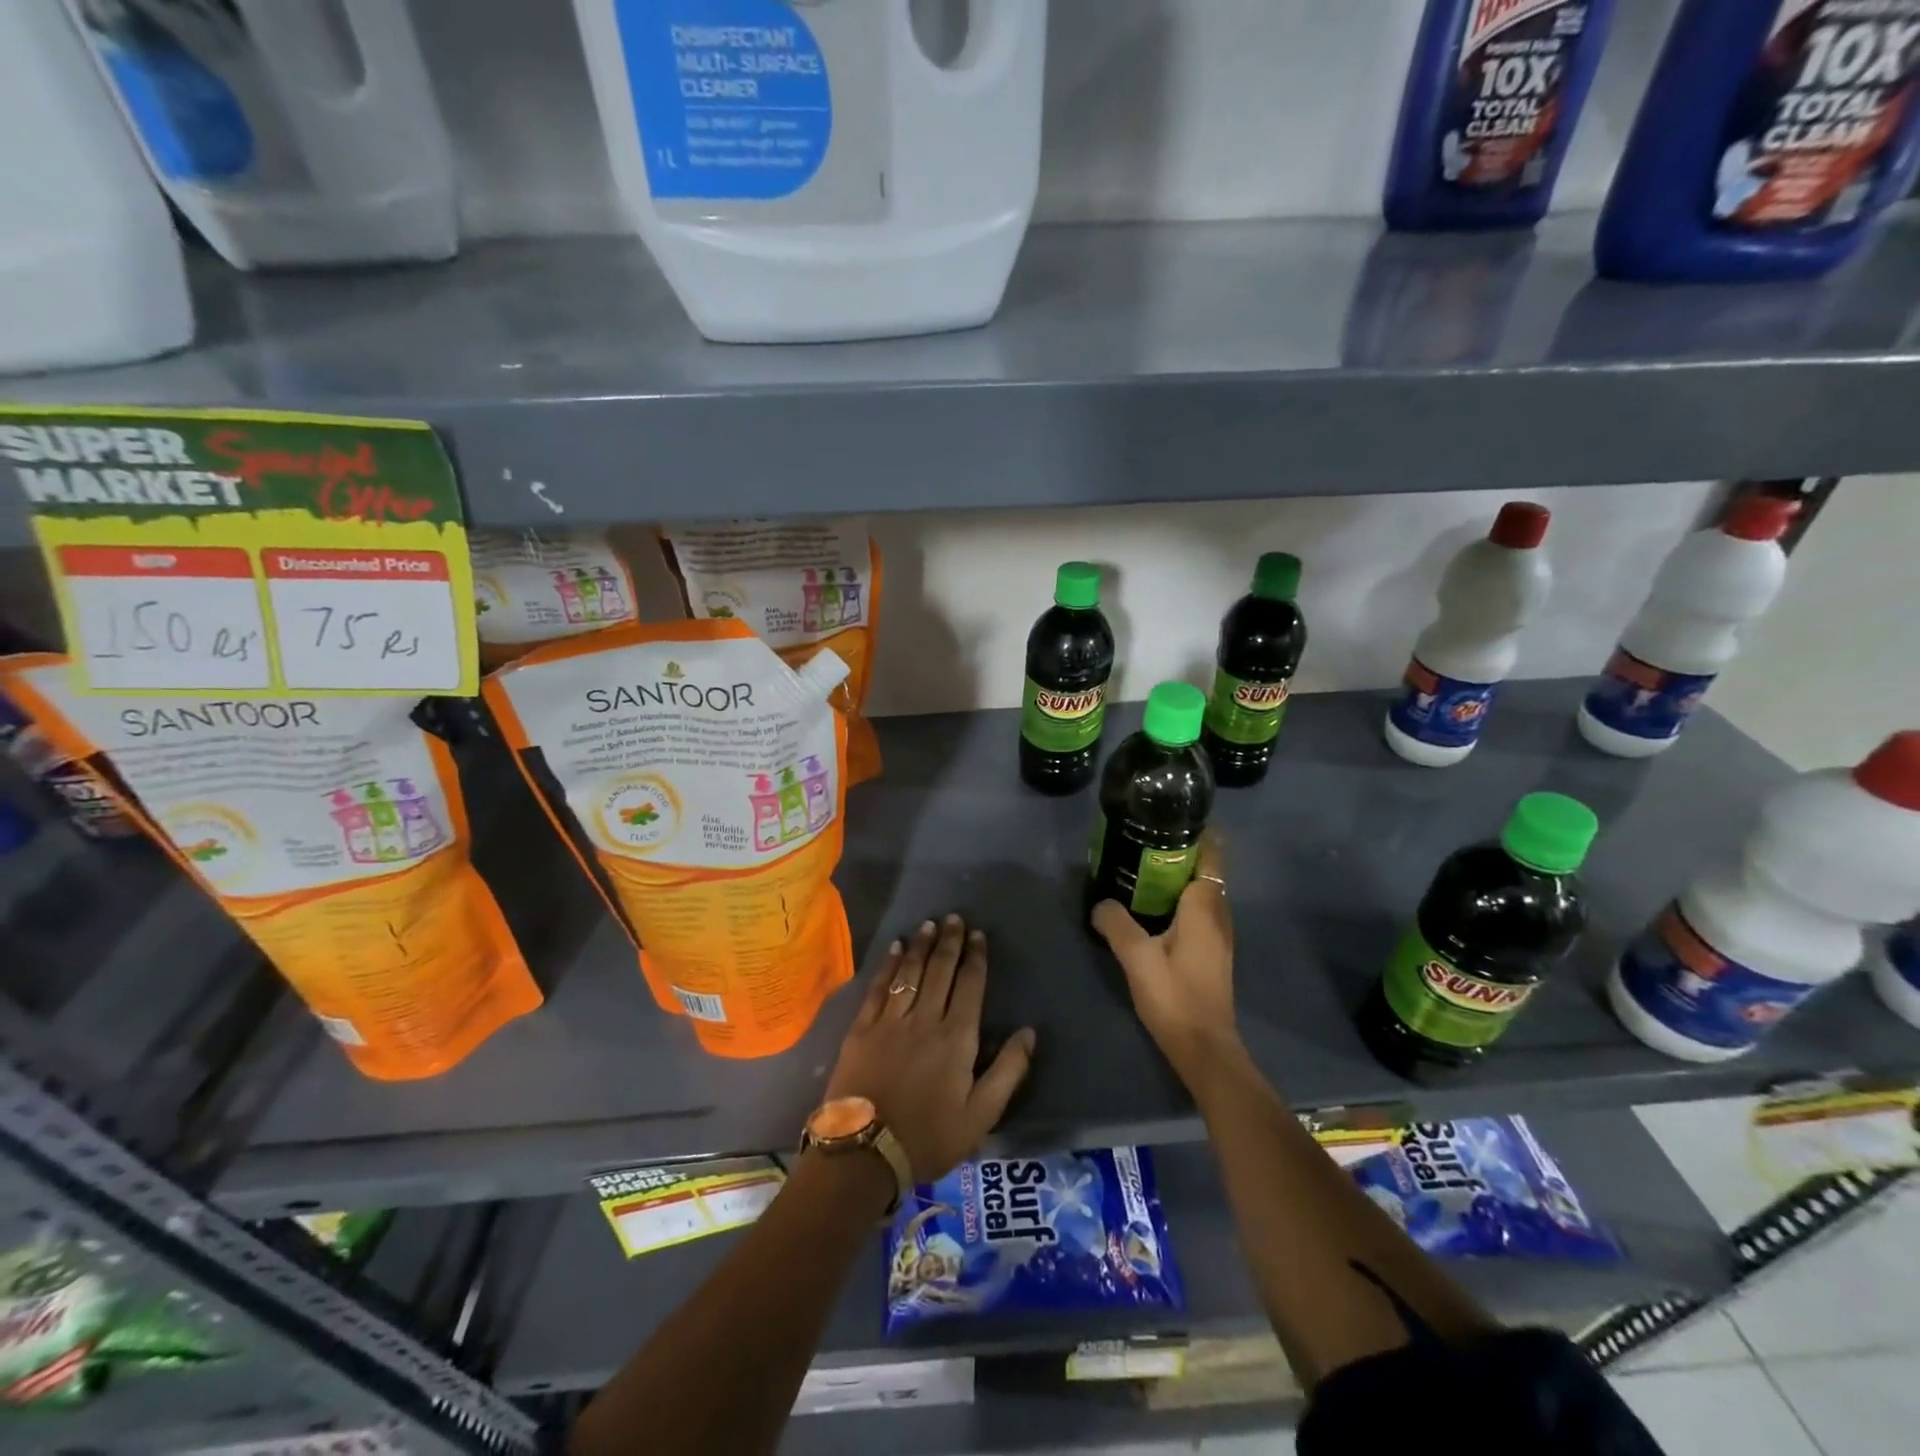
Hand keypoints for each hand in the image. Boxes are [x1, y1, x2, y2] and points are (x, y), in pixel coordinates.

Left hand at [824, 914, 1036, 1182]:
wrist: (865, 1153)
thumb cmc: (929, 1137)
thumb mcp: (981, 1115)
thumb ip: (1008, 1071)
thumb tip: (1028, 1032)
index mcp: (957, 1038)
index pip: (970, 986)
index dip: (976, 958)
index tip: (978, 935)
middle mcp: (925, 1019)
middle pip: (940, 970)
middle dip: (949, 942)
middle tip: (954, 918)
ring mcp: (890, 1021)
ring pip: (909, 972)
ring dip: (920, 945)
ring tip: (928, 924)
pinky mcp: (862, 1028)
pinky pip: (878, 988)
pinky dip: (888, 965)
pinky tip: (894, 948)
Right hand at [1092, 831, 1239, 1078]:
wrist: (1204, 1047)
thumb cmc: (1174, 995)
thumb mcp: (1136, 957)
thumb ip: (1116, 924)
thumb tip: (1100, 903)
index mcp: (1205, 906)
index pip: (1211, 854)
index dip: (1197, 833)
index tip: (1169, 819)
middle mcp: (1218, 913)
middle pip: (1206, 869)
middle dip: (1180, 852)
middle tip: (1143, 841)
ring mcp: (1219, 934)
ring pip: (1203, 891)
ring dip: (1179, 877)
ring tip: (1142, 868)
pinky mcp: (1213, 951)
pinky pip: (1199, 910)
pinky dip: (1180, 899)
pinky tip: (1153, 908)